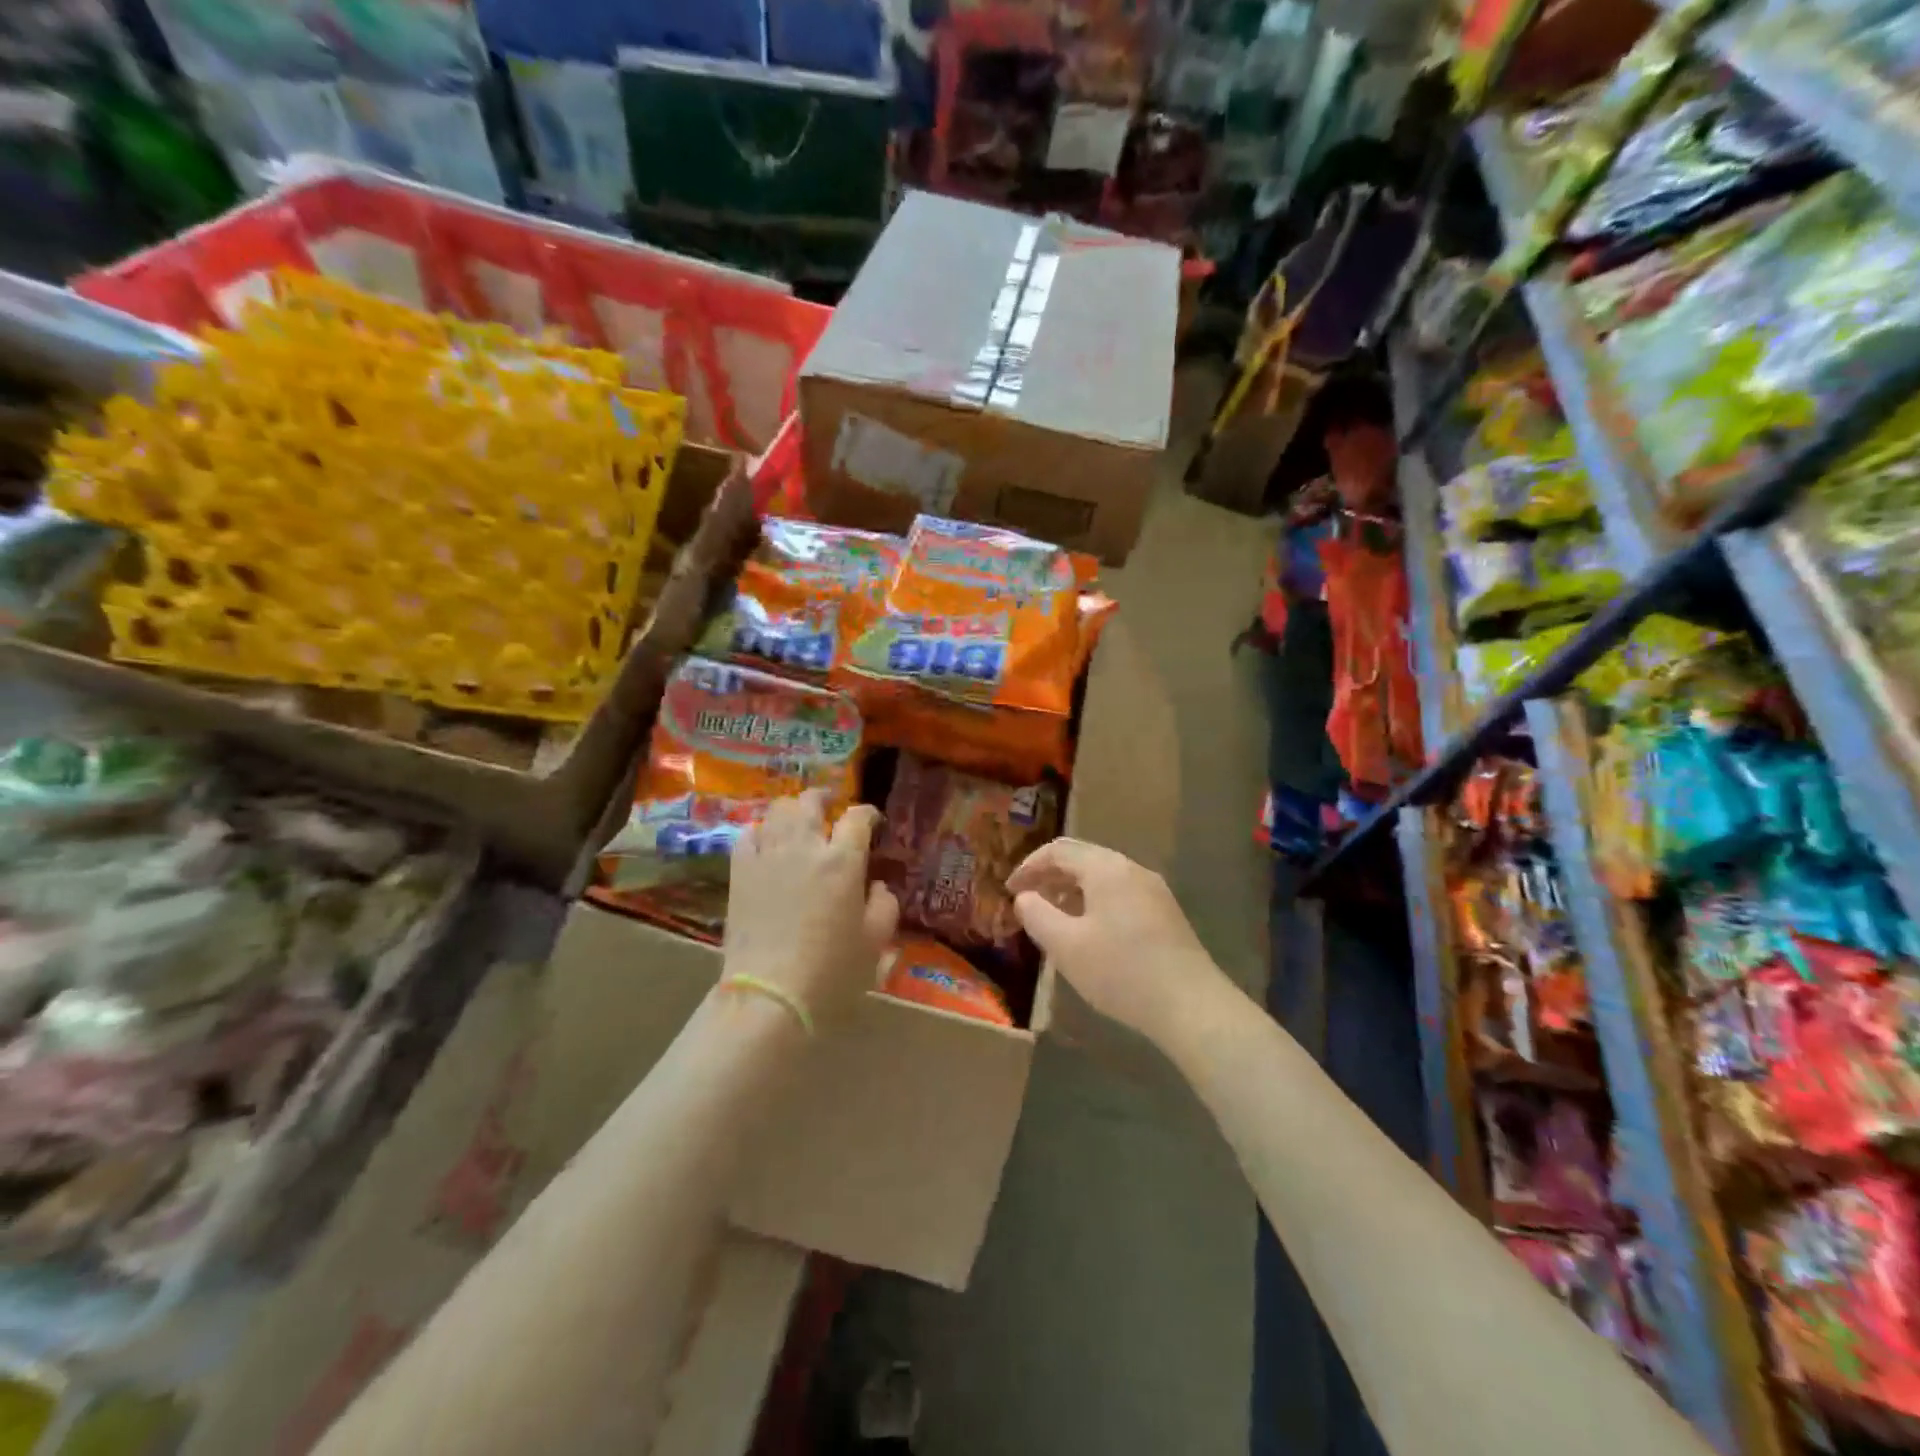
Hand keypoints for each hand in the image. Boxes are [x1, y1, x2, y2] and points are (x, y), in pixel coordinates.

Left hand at [724, 792, 898, 1025]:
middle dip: (824, 799)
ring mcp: (767, 856)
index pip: (857, 818)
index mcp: (843, 861)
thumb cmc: (832, 971)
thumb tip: (877, 886)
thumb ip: (885, 905)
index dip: (867, 814)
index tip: (871, 821)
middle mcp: (804, 847)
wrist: (770, 995)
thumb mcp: (876, 942)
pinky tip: (765, 840)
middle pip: (811, 802)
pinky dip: (760, 830)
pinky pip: (747, 834)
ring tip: (798, 820)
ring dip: (792, 810)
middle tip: (830, 808)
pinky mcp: (740, 872)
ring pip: (777, 811)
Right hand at [1008, 838, 1229, 1044]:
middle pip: (1082, 858)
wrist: (1191, 1005)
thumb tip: (1024, 897)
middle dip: (1050, 875)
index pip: (1058, 850)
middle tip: (1028, 900)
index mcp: (1106, 869)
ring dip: (1072, 890)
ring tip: (1053, 918)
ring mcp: (1153, 890)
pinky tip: (1089, 933)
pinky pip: (1120, 893)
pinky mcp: (1165, 913)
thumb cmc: (1121, 971)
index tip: (1010, 891)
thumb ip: (1037, 915)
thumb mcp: (1066, 945)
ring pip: (1103, 877)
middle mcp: (1131, 869)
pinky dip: (1095, 902)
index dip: (1029, 866)